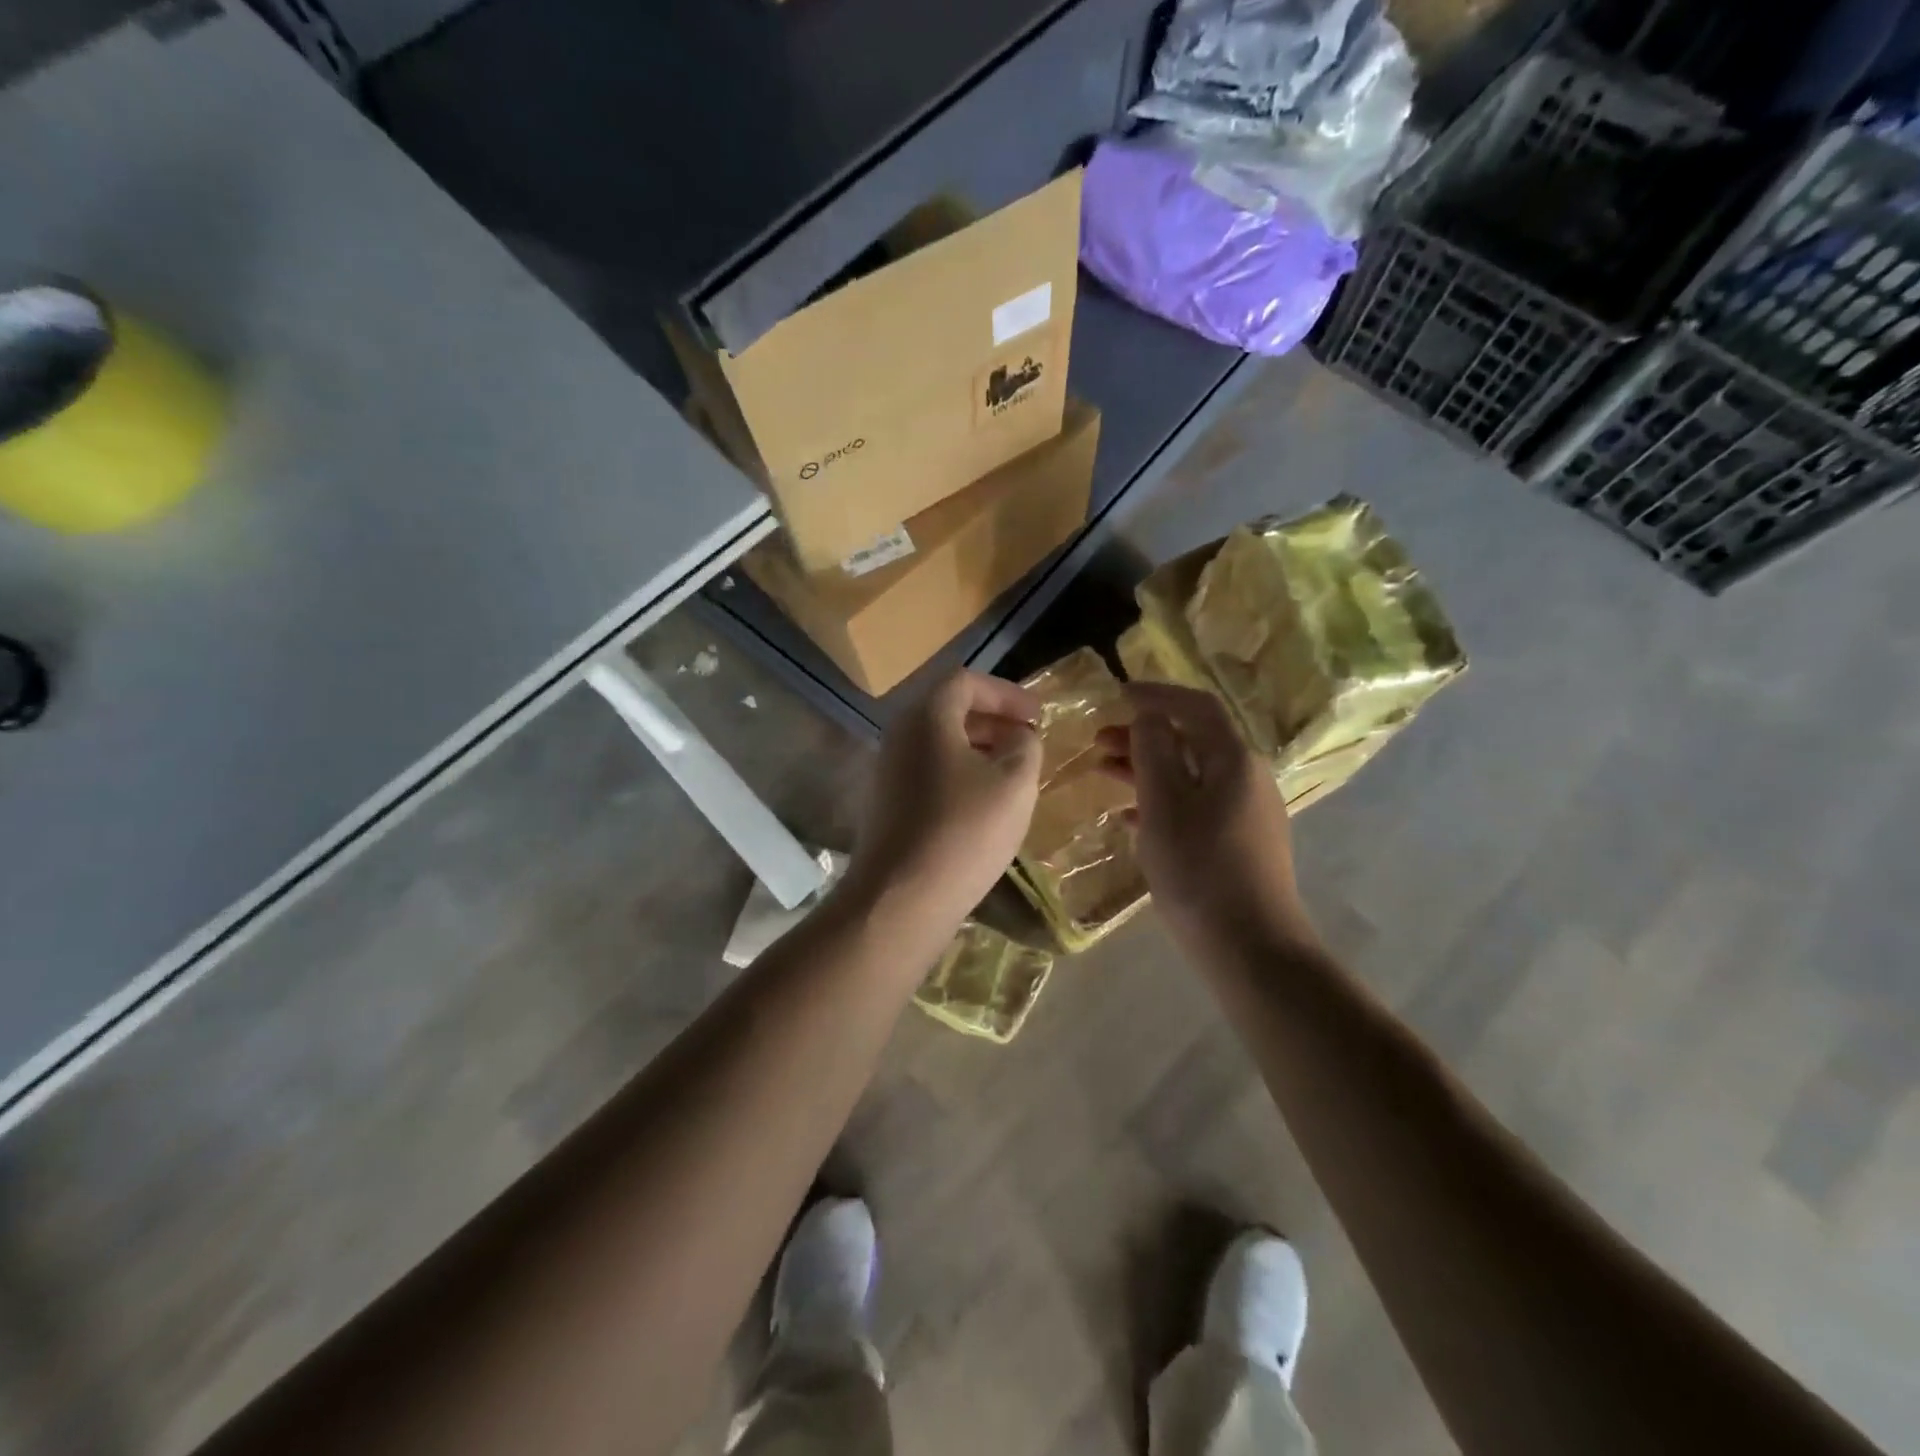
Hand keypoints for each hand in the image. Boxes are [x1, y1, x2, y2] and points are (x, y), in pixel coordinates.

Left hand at [843, 668, 1042, 934]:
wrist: (900, 899)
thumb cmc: (964, 831)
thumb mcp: (1014, 783)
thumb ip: (1025, 746)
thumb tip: (1018, 736)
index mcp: (927, 717)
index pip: (966, 682)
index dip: (1006, 693)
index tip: (1038, 716)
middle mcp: (900, 735)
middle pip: (949, 710)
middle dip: (994, 720)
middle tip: (1028, 741)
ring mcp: (888, 771)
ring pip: (939, 744)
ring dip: (978, 749)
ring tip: (1012, 774)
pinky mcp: (887, 805)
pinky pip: (929, 772)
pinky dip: (960, 774)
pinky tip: (983, 805)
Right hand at [1096, 683, 1316, 957]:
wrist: (1249, 947)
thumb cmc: (1199, 870)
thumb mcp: (1165, 805)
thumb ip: (1154, 752)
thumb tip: (1148, 715)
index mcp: (1234, 760)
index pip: (1196, 707)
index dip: (1156, 694)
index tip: (1116, 694)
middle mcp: (1246, 778)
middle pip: (1192, 739)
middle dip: (1144, 733)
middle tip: (1099, 738)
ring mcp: (1244, 812)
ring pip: (1190, 774)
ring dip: (1148, 766)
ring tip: (1104, 770)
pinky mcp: (1237, 842)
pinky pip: (1194, 805)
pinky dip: (1160, 800)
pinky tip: (1128, 815)